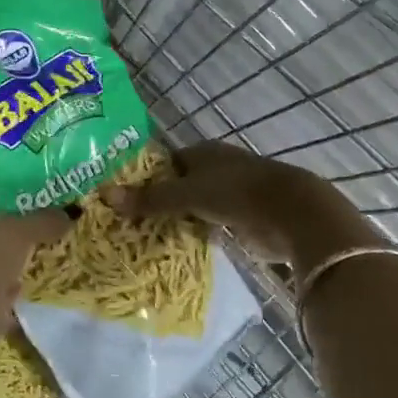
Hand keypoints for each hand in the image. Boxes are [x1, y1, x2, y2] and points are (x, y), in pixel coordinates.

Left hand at [0, 204, 70, 343]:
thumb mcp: (21, 232)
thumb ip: (43, 221)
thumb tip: (68, 214)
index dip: (1, 200)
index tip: (27, 204)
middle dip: (4, 236)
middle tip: (34, 234)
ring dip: (3, 266)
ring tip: (32, 262)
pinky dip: (2, 293)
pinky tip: (22, 292)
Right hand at [102, 142, 380, 272]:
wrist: (292, 214)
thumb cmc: (236, 192)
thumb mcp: (187, 194)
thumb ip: (150, 198)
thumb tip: (105, 195)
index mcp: (202, 152)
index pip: (165, 162)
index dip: (145, 177)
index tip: (123, 196)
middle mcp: (216, 168)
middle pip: (179, 184)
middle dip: (159, 200)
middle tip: (129, 221)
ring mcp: (232, 193)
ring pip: (195, 205)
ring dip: (178, 218)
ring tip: (146, 236)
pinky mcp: (244, 218)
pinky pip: (210, 224)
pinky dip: (197, 232)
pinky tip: (178, 245)